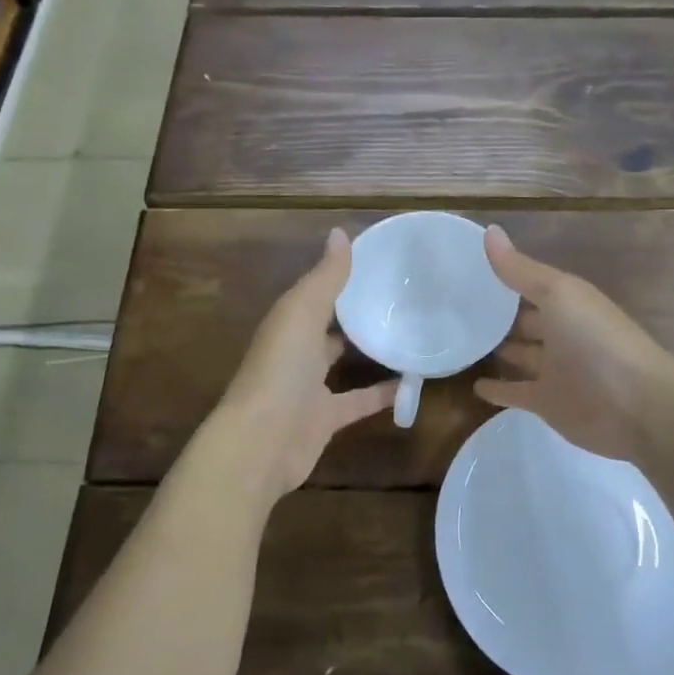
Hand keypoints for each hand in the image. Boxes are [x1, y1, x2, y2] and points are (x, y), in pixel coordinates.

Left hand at [211, 228, 397, 500]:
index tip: (377, 262)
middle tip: (399, 297)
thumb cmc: (280, 368)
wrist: (262, 442)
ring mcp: (309, 387)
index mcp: (288, 322)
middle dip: (355, 313)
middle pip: (329, 327)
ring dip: (369, 351)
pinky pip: (359, 401)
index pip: (316, 292)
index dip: (340, 277)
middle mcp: (296, 351)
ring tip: (409, 333)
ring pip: (342, 363)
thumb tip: (340, 232)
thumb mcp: (302, 312)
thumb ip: (325, 277)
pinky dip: (382, 394)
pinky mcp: (326, 419)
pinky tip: (412, 383)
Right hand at [475, 225, 673, 461]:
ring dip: (498, 350)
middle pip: (525, 321)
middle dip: (499, 315)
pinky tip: (474, 386)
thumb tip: (489, 230)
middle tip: (458, 308)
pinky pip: (517, 393)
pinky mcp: (547, 403)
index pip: (530, 285)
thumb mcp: (558, 293)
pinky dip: (498, 390)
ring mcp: (555, 370)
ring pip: (520, 356)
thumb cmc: (596, 339)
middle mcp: (561, 333)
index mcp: (568, 303)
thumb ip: (521, 269)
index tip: (467, 269)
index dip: (504, 277)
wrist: (636, 405)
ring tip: (461, 342)